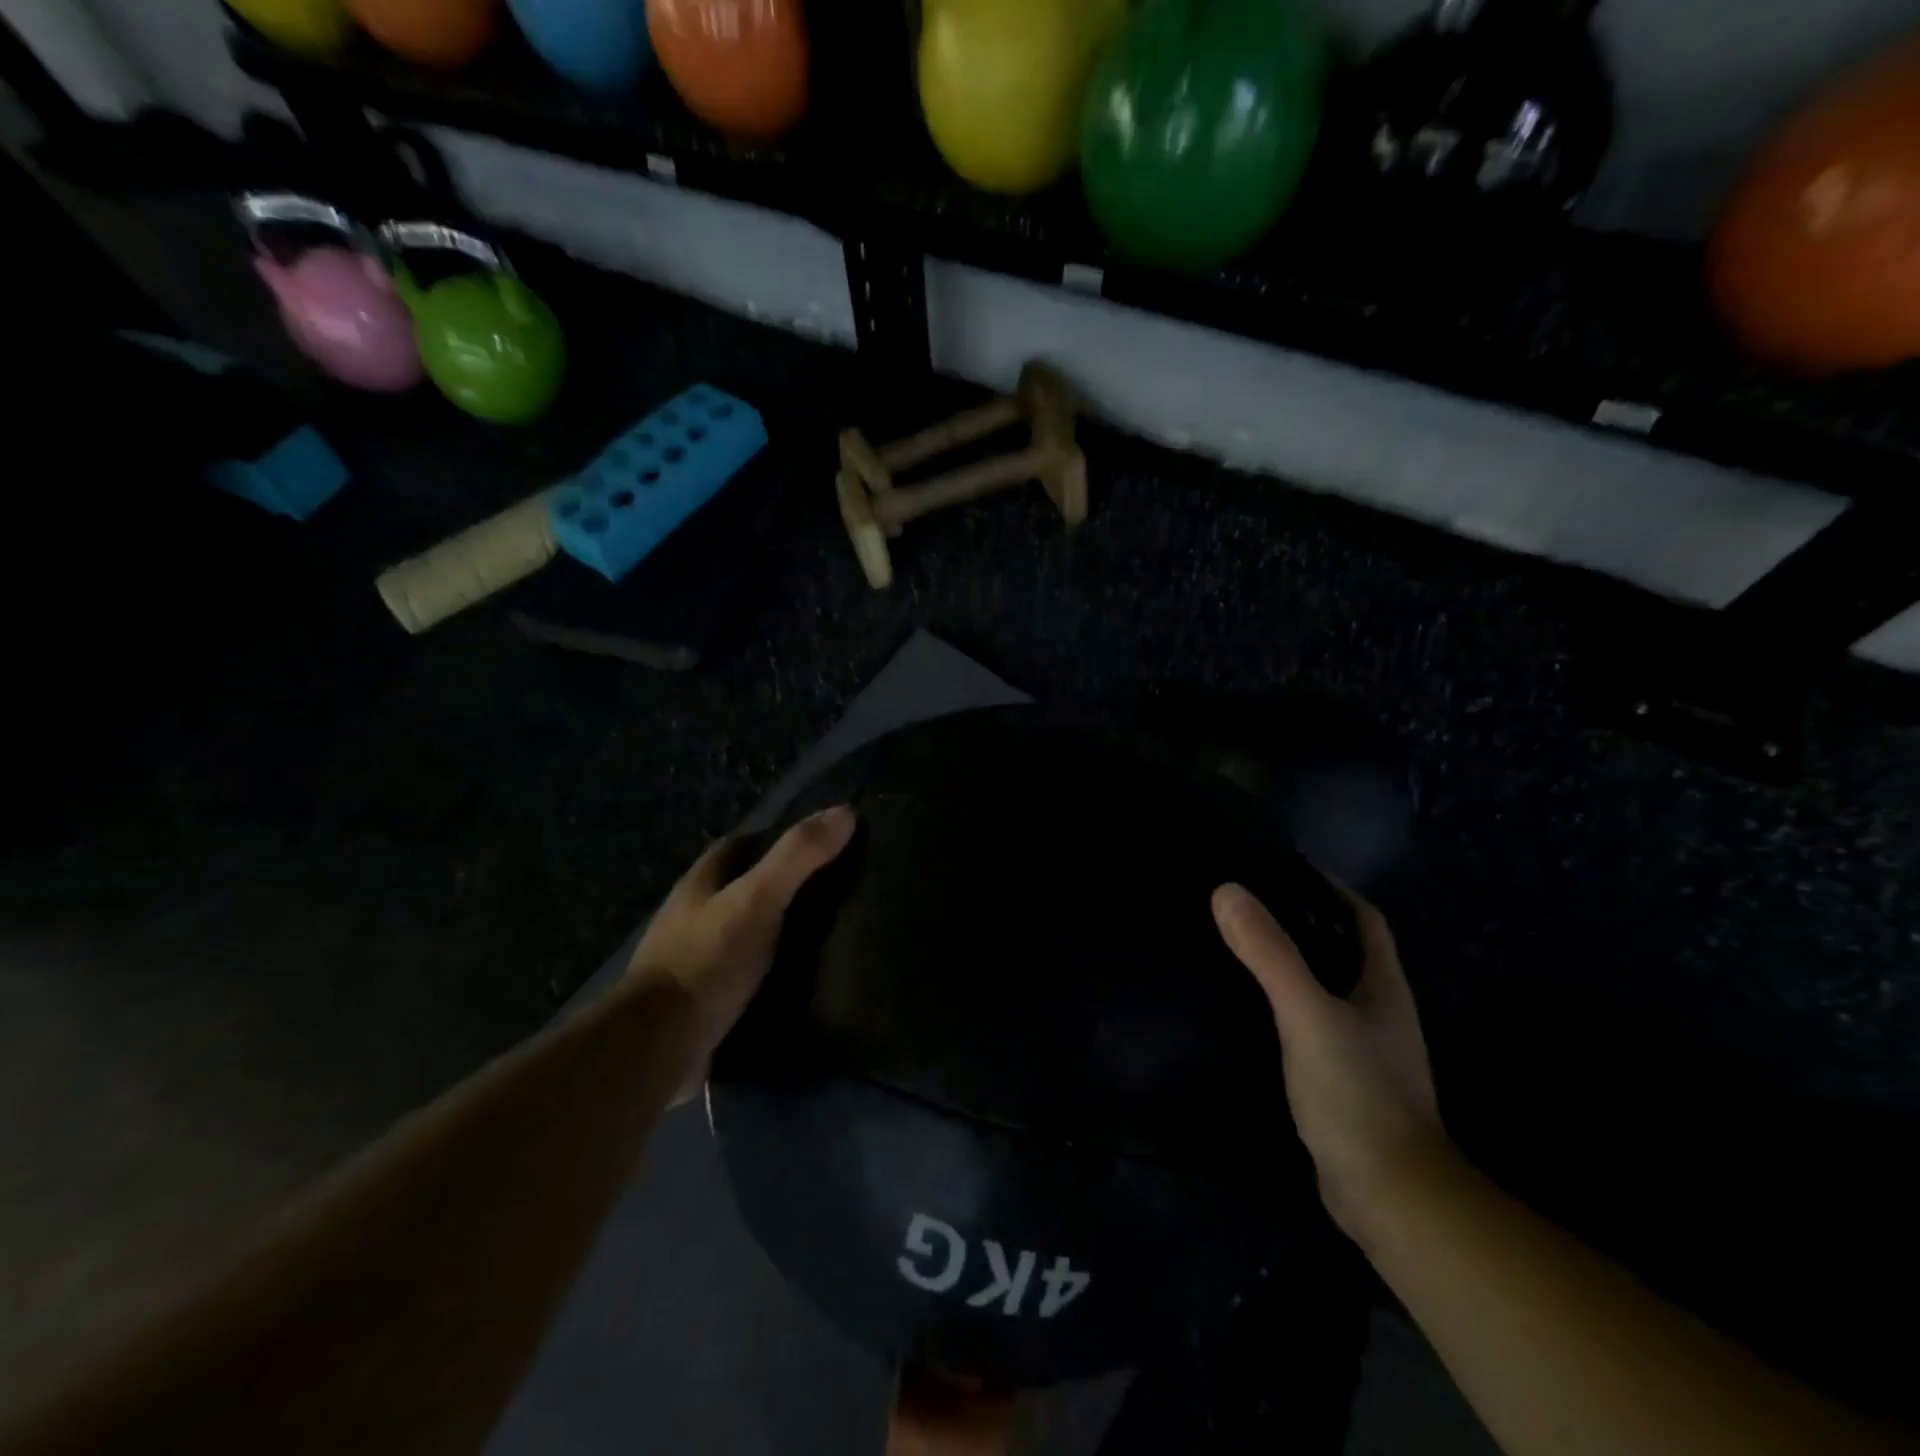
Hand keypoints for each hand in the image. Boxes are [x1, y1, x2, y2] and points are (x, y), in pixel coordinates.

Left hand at [626, 805, 855, 1100]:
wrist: (657, 1046)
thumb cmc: (706, 961)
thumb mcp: (757, 899)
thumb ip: (798, 857)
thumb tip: (846, 812)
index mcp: (700, 883)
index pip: (740, 845)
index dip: (777, 838)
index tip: (820, 843)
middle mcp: (692, 914)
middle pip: (741, 886)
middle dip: (780, 884)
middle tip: (832, 890)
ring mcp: (693, 958)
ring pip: (743, 930)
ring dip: (775, 928)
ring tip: (826, 934)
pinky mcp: (701, 998)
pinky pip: (743, 972)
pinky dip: (770, 969)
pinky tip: (800, 978)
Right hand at [1212, 880, 1446, 1240]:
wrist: (1389, 1196)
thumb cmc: (1357, 1093)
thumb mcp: (1308, 1014)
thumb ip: (1270, 954)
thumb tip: (1227, 890)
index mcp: (1383, 986)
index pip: (1363, 918)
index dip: (1330, 888)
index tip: (1282, 869)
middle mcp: (1379, 1011)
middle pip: (1343, 949)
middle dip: (1304, 921)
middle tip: (1248, 904)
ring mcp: (1364, 1048)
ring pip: (1326, 987)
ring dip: (1294, 963)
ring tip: (1241, 946)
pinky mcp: (1343, 1079)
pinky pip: (1311, 1024)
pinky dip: (1285, 1005)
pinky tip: (1251, 1008)